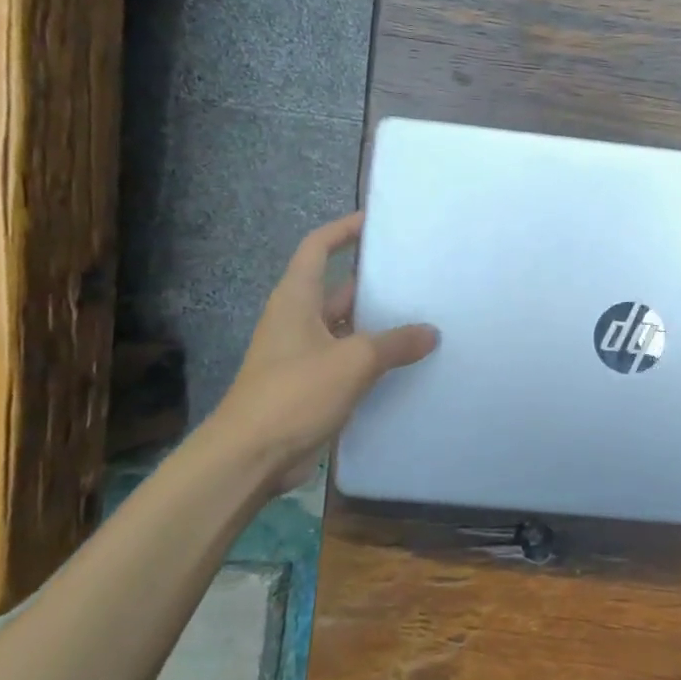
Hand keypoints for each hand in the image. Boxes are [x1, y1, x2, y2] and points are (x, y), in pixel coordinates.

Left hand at [209, 212, 436, 490]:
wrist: (250, 457)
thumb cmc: (295, 393)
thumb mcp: (353, 360)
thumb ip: (396, 343)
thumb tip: (430, 333)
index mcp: (296, 300)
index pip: (317, 248)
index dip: (343, 230)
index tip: (376, 222)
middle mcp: (298, 321)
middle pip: (339, 289)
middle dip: (375, 282)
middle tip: (419, 275)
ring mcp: (304, 356)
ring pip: (348, 329)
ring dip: (379, 325)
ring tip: (425, 316)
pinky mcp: (312, 387)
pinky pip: (349, 362)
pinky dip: (375, 360)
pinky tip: (408, 363)